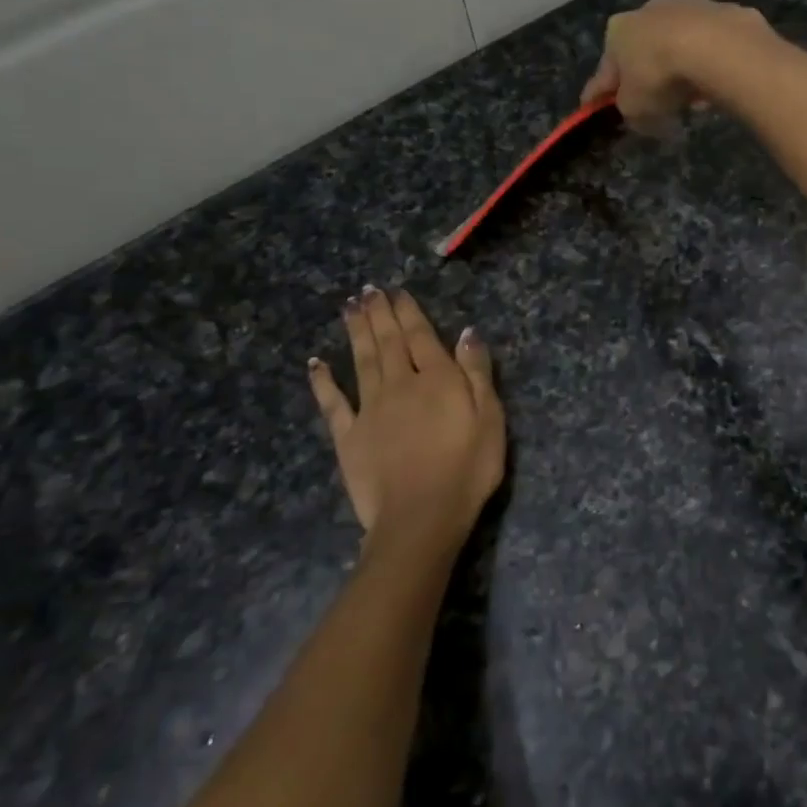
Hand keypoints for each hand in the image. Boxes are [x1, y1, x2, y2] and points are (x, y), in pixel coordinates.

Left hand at [307, 287, 504, 562]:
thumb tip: (467, 333)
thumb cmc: (467, 468)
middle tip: (368, 290)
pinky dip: (323, 381)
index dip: (409, 312)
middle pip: (388, 342)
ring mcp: (370, 409)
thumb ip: (477, 373)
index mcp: (437, 379)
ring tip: (349, 308)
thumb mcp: (491, 418)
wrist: (421, 516)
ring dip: (356, 333)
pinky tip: (316, 363)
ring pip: (362, 361)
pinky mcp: (348, 436)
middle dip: (379, 314)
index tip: (397, 291)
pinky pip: (333, 403)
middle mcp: (400, 384)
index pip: (421, 336)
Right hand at [581, 0, 770, 132]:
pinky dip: (711, 64)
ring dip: (682, 68)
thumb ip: (631, 113)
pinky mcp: (724, 12)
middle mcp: (650, 10)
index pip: (605, 69)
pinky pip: (712, 46)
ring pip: (680, 44)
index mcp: (619, 30)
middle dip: (647, 75)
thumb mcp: (635, 109)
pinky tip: (718, 85)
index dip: (600, 93)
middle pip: (644, 50)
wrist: (716, 46)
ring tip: (694, 100)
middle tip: (655, 104)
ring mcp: (690, 5)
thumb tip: (639, 116)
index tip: (595, 107)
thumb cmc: (660, 76)